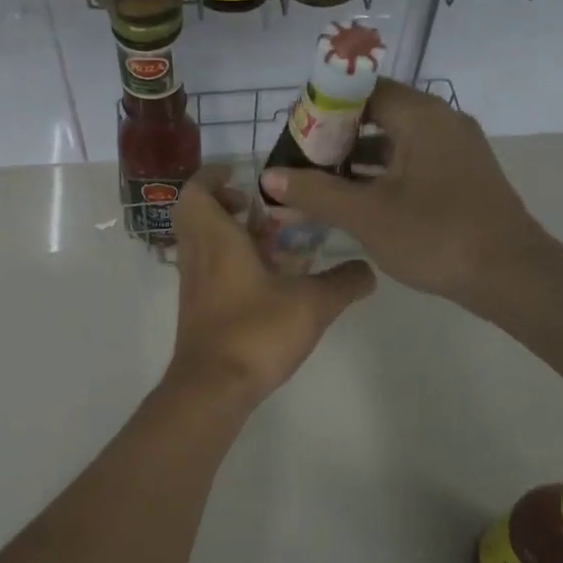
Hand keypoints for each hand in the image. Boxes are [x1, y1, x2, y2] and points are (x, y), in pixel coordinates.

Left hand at [166, 167, 375, 408]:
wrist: (213, 388)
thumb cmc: (256, 332)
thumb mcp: (312, 303)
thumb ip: (344, 282)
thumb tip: (369, 271)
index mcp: (215, 238)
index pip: (197, 190)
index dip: (214, 175)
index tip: (241, 173)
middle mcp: (197, 255)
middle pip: (196, 214)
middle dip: (225, 203)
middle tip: (259, 206)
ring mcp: (194, 285)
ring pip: (203, 244)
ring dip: (230, 234)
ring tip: (271, 242)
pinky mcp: (198, 310)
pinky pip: (209, 270)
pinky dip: (230, 263)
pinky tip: (266, 281)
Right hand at [258, 81, 548, 306]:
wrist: (510, 276)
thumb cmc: (436, 236)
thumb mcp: (366, 215)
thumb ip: (315, 192)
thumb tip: (269, 177)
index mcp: (421, 116)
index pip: (363, 90)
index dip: (324, 106)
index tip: (295, 132)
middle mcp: (442, 122)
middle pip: (378, 114)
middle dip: (337, 136)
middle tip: (301, 160)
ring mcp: (456, 151)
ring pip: (396, 142)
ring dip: (358, 159)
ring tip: (319, 182)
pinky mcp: (462, 178)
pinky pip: (413, 163)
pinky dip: (383, 175)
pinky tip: (357, 201)